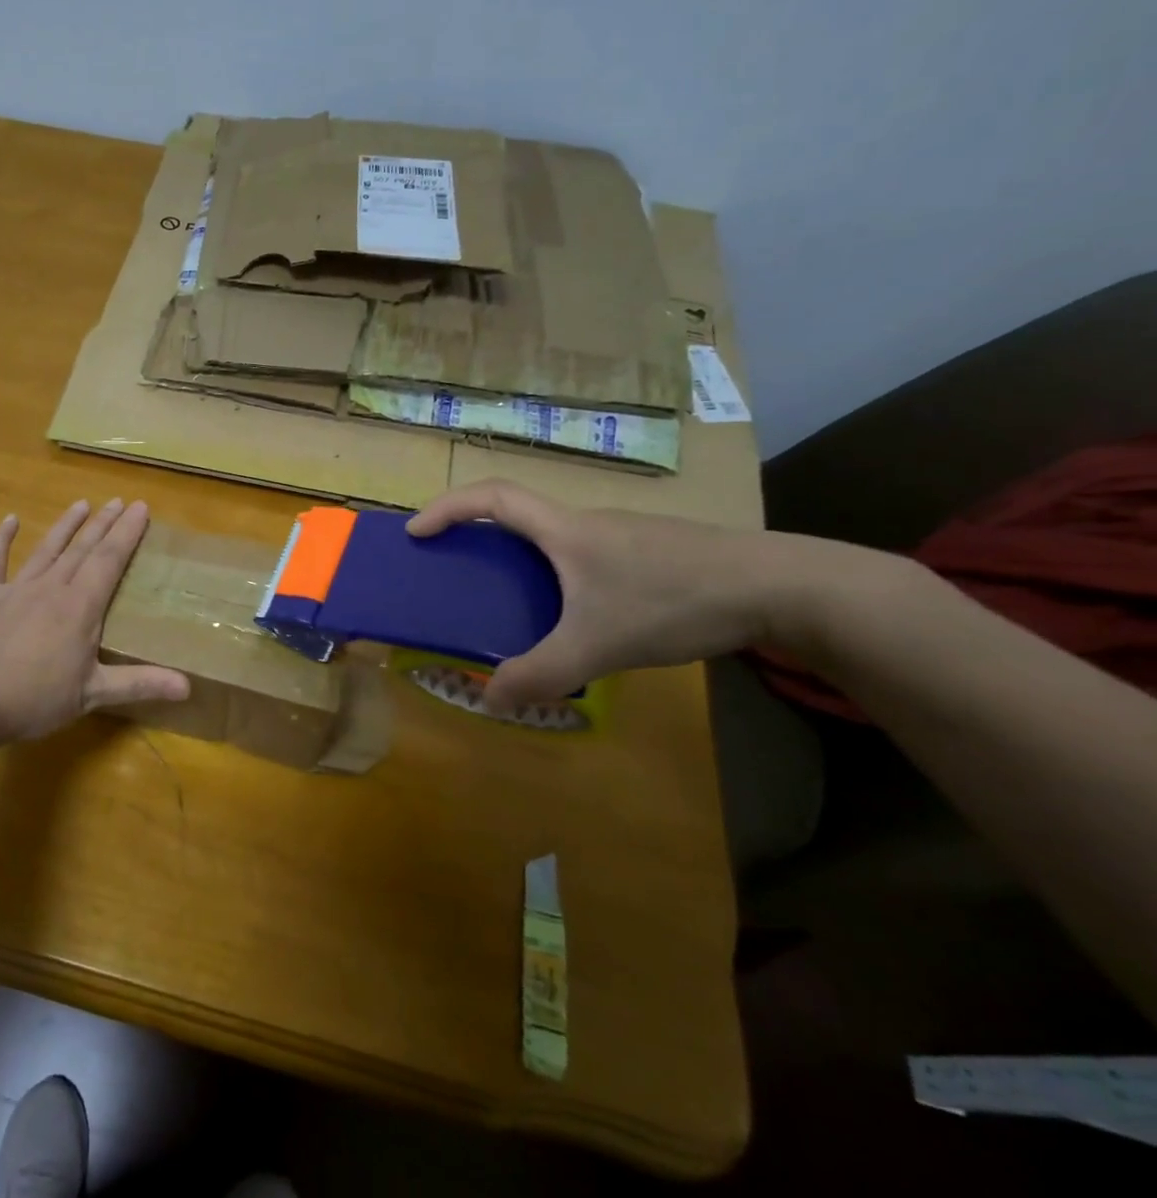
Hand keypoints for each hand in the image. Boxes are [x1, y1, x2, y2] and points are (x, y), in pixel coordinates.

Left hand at [0, 499, 189, 741]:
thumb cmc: (33, 699)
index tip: (141, 507)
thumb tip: (188, 687)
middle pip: (82, 549)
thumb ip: (140, 684)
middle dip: (103, 524)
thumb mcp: (92, 695)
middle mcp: (51, 587)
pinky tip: (10, 520)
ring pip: (46, 549)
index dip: (127, 534)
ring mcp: (13, 588)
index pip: (110, 561)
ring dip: (65, 526)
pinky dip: (2, 539)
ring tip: (81, 504)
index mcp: (80, 607)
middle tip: (119, 501)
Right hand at [408, 480, 808, 708]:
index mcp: (564, 529)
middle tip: (458, 571)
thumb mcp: (598, 645)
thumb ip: (540, 673)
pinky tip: (582, 613)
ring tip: (515, 601)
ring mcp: (623, 533)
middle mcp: (587, 521)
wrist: (782, 586)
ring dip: (523, 558)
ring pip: (555, 536)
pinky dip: (560, 572)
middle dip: (478, 535)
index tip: (416, 532)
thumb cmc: (675, 600)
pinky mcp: (651, 550)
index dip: (447, 508)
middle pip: (519, 514)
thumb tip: (489, 701)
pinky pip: (585, 553)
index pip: (491, 496)